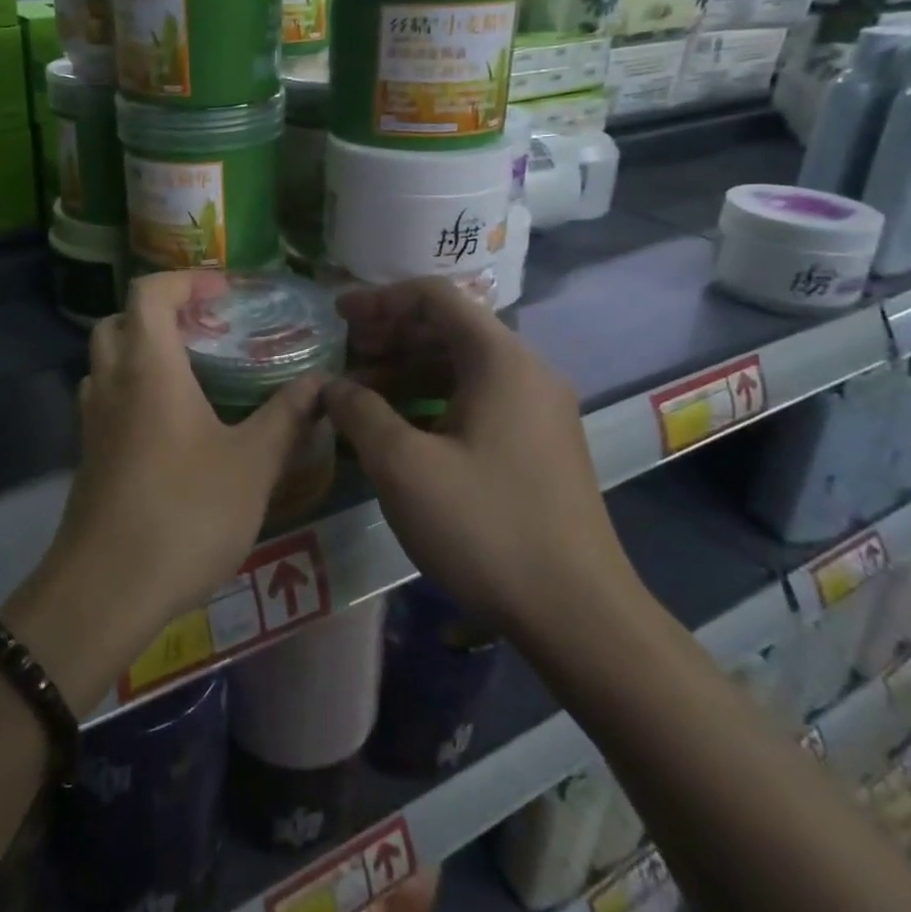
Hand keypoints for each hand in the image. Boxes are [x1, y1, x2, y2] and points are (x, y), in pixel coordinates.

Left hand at [7, 273, 328, 701]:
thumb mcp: (252, 465)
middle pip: (119, 321)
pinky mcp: (89, 455)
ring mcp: (92, 420)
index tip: (223, 292)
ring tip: (191, 373)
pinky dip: (133, 389)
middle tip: (205, 330)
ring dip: (141, 351)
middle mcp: (112, 382)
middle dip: (159, 313)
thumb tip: (322, 383)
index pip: (149, 293)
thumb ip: (287, 417)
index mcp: (149, 367)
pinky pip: (107, 399)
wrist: (106, 590)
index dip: (185, 280)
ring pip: (107, 361)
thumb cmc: (185, 514)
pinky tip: (172, 424)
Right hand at [323, 278, 638, 638]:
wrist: (578, 615)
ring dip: (407, 368)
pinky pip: (477, 398)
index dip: (380, 299)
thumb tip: (332, 386)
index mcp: (500, 359)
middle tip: (343, 353)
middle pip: (449, 327)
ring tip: (359, 392)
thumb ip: (359, 411)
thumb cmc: (485, 527)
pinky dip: (432, 398)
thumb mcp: (404, 466)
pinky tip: (398, 426)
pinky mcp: (537, 444)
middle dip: (390, 334)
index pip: (434, 296)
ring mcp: (537, 409)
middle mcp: (526, 371)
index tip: (337, 317)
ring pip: (462, 365)